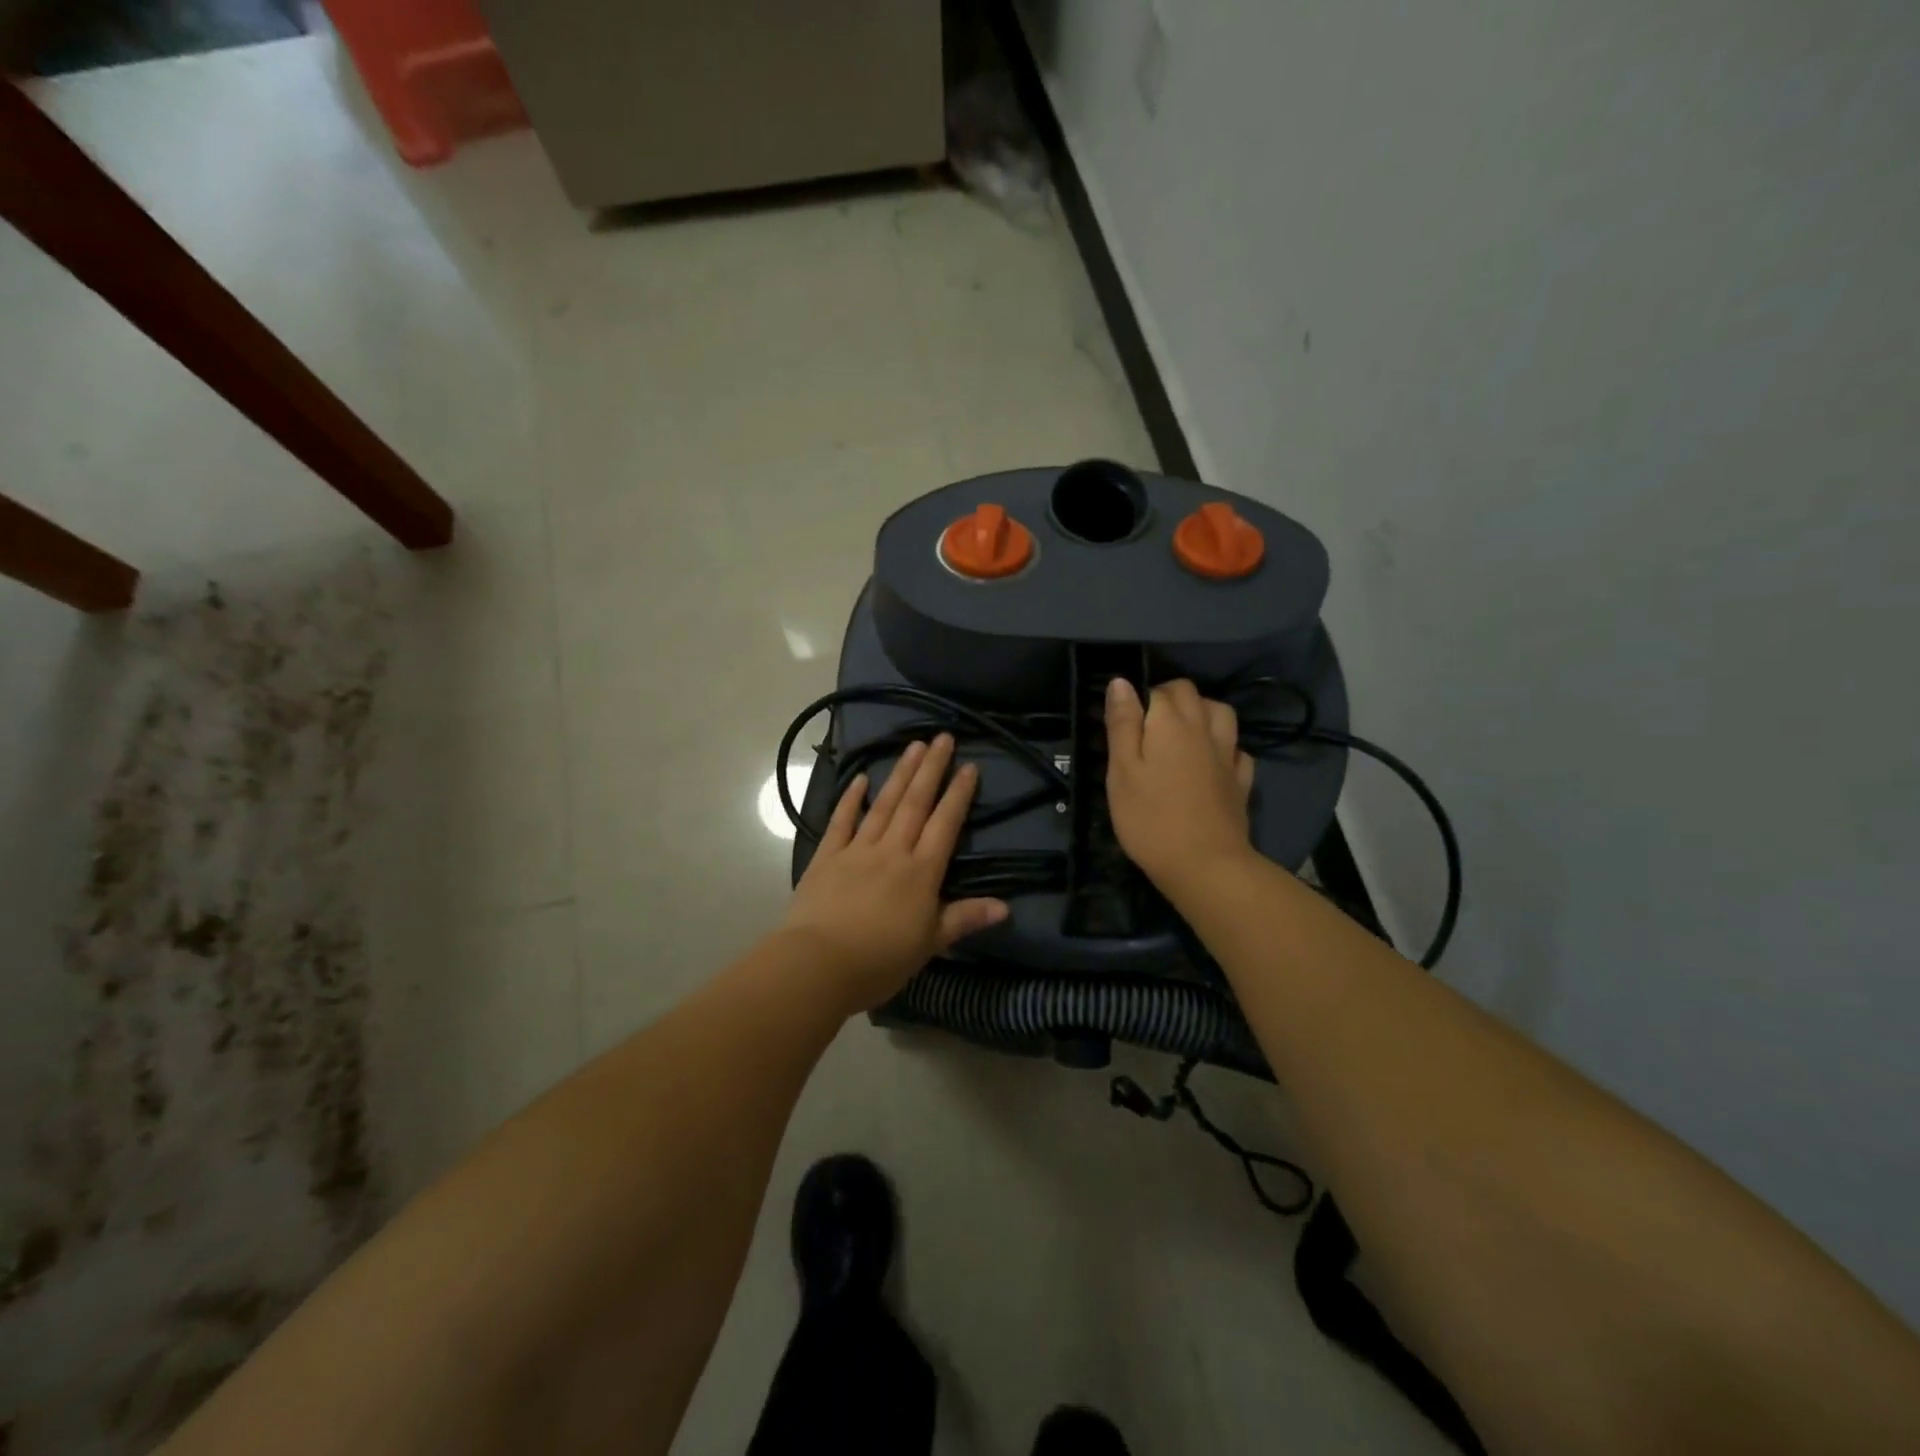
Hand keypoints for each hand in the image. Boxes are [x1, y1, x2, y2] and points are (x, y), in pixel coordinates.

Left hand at [781, 734, 1008, 1012]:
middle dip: (931, 769)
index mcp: (921, 872)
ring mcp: (857, 850)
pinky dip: (851, 799)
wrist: (818, 965)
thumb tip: (1006, 907)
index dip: (958, 794)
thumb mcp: (929, 944)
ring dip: (900, 774)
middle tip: (943, 737)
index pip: (945, 824)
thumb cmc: (879, 960)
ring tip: (913, 745)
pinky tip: (859, 779)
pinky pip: (841, 821)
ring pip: (884, 804)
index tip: (969, 766)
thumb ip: (964, 919)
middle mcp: (892, 851)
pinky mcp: (826, 857)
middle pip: (915, 803)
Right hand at [1104, 678, 1255, 892]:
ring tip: (1183, 731)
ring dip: (1203, 712)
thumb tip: (1121, 682)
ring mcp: (1228, 754)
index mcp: (1170, 723)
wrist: (1204, 864)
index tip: (1124, 724)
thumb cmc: (1150, 818)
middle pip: (1191, 694)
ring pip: (1221, 713)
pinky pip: (1238, 749)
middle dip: (1169, 698)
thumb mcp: (1121, 771)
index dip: (1138, 700)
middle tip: (1147, 726)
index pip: (1157, 690)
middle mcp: (1204, 728)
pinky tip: (1213, 760)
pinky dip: (1225, 746)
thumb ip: (1122, 724)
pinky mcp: (1241, 781)